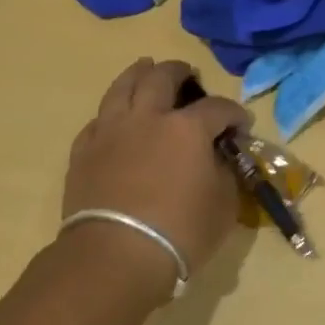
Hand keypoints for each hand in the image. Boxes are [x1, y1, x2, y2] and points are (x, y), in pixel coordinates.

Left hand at [58, 58, 251, 298]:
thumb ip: (226, 173)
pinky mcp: (83, 152)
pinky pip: (98, 120)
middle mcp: (147, 118)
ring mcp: (110, 131)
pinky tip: (116, 118)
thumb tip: (220, 159)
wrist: (115, 255)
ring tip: (146, 68)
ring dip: (138, 74)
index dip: (235, 114)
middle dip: (180, 72)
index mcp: (187, 128)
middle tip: (189, 74)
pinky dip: (112, 113)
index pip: (218, 107)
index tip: (241, 126)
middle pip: (162, 78)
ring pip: (122, 87)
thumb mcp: (224, 204)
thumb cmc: (181, 231)